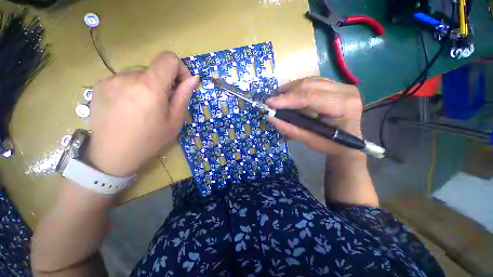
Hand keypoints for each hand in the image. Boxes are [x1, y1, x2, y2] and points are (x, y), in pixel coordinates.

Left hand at [86, 52, 198, 176]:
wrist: (112, 155)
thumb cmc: (150, 140)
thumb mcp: (174, 120)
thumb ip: (183, 95)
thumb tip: (194, 78)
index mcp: (150, 86)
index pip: (168, 58)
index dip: (180, 68)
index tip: (181, 85)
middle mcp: (128, 76)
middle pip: (154, 68)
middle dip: (164, 82)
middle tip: (162, 103)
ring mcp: (110, 79)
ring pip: (139, 73)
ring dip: (148, 85)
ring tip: (144, 107)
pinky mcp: (99, 84)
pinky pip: (124, 79)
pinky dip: (133, 88)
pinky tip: (129, 106)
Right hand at [266, 77, 363, 157]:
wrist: (348, 144)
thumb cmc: (331, 145)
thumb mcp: (310, 140)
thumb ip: (290, 129)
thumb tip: (271, 117)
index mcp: (344, 106)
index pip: (311, 98)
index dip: (288, 99)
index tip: (269, 103)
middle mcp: (345, 90)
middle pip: (309, 85)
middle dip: (286, 93)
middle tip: (270, 100)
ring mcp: (341, 85)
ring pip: (309, 81)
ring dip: (289, 89)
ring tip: (276, 97)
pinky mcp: (335, 85)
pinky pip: (311, 82)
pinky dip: (296, 88)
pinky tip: (287, 94)